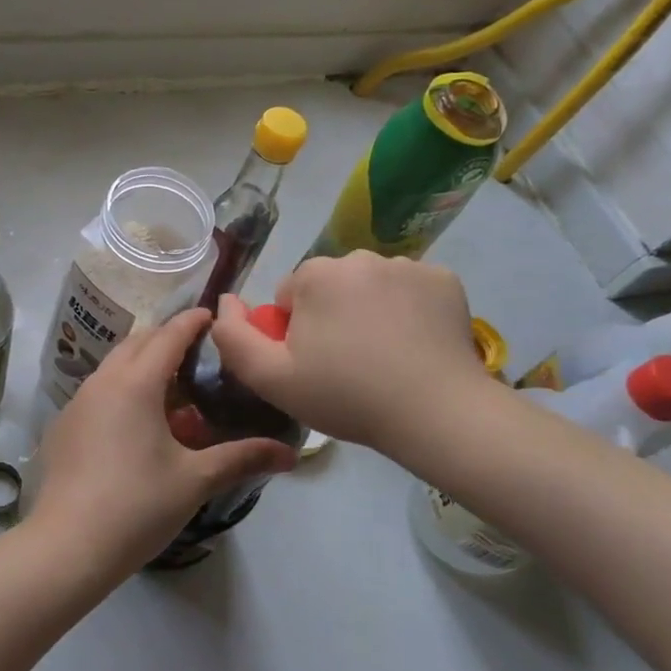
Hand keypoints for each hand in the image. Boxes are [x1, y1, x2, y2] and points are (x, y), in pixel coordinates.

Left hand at [31, 308, 299, 579]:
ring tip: (173, 391)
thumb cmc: (137, 506)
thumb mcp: (195, 480)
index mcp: (135, 383)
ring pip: (115, 366)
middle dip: (168, 340)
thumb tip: (290, 454)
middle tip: (200, 355)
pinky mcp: (64, 426)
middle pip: (138, 343)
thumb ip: (243, 458)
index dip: (193, 321)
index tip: (214, 316)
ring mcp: (77, 403)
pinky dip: (122, 389)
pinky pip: (99, 390)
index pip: (169, 335)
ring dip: (143, 365)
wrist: (66, 547)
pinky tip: (137, 424)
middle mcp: (102, 381)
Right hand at [210, 252, 499, 456]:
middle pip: (331, 286)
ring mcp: (407, 265)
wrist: (434, 413)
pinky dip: (410, 309)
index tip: (315, 365)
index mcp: (315, 274)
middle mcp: (360, 256)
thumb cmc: (346, 395)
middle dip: (332, 315)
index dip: (296, 332)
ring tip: (386, 357)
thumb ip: (234, 337)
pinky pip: (412, 289)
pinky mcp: (445, 279)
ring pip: (372, 285)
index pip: (291, 296)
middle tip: (349, 364)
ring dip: (371, 310)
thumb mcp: (271, 378)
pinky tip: (417, 344)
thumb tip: (225, 301)